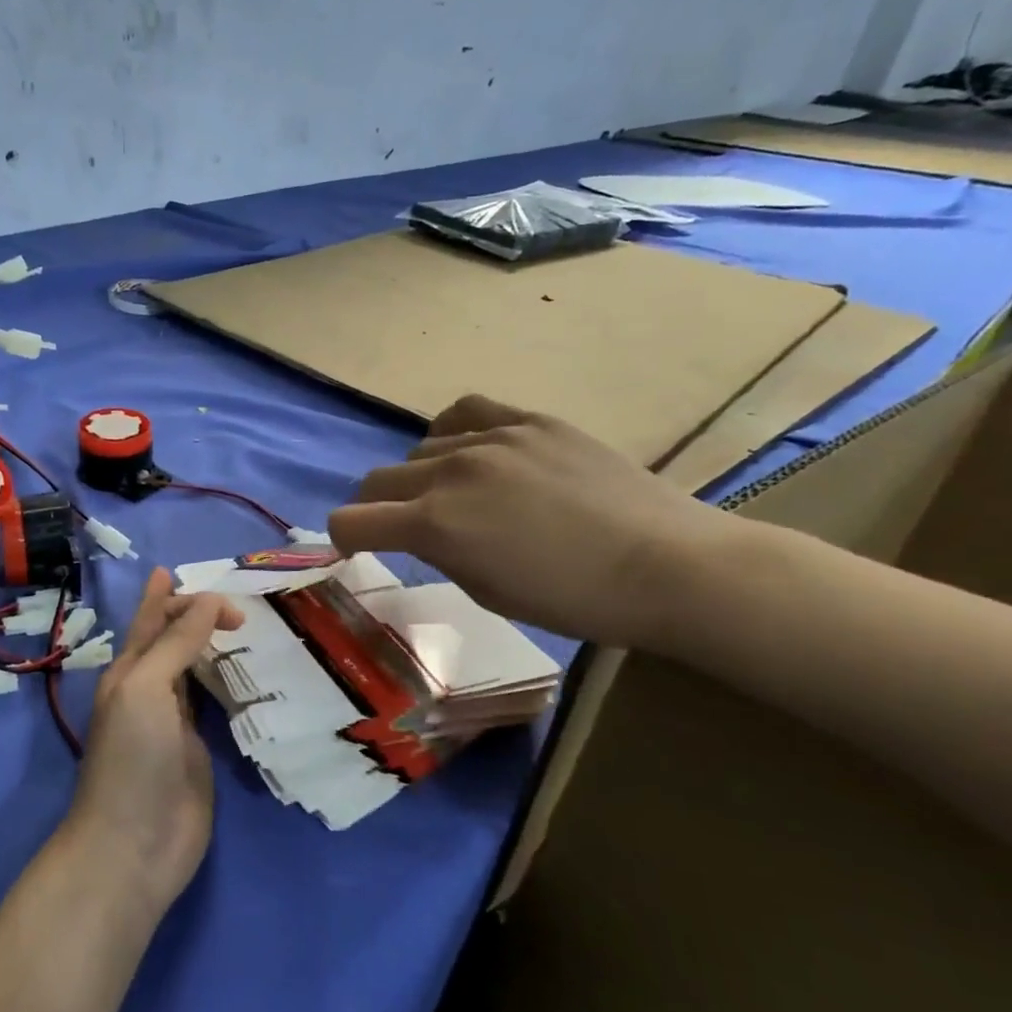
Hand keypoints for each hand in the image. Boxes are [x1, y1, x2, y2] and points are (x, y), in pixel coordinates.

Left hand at [63, 569, 242, 914]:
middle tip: (238, 603)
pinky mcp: (199, 748)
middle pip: (174, 639)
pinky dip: (228, 682)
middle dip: (196, 614)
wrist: (135, 844)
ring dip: (213, 645)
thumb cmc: (133, 758)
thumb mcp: (147, 688)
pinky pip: (214, 703)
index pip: (153, 618)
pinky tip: (247, 672)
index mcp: (130, 669)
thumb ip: (176, 642)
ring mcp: (175, 720)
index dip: (175, 596)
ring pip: (195, 668)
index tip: (218, 589)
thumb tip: (207, 600)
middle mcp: (151, 688)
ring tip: (243, 625)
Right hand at [328, 400, 726, 647]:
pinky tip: (471, 449)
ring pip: (421, 448)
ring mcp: (492, 437)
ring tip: (455, 493)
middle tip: (406, 528)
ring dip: (421, 475)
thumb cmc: (573, 600)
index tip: (359, 549)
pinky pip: (466, 411)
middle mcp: (451, 471)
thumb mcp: (487, 592)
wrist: (666, 564)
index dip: (345, 539)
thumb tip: (422, 531)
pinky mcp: (530, 419)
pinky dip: (453, 432)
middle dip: (378, 507)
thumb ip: (440, 553)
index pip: (351, 521)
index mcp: (435, 525)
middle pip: (378, 479)